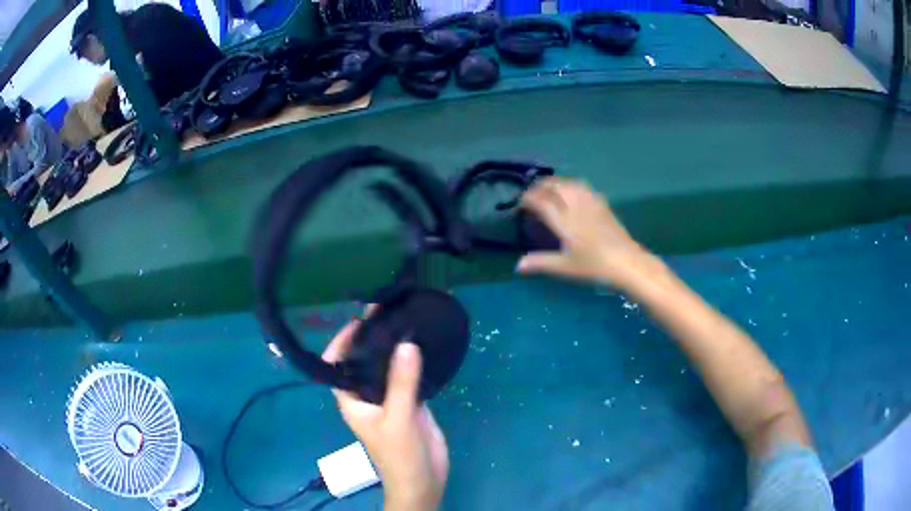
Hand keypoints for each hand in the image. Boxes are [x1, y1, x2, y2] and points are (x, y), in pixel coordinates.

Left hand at [323, 317, 448, 510]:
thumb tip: (406, 343)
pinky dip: (411, 361)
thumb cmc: (399, 454)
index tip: (358, 321)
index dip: (342, 343)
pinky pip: (407, 377)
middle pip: (363, 362)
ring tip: (403, 320)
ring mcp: (389, 399)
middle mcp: (366, 396)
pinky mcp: (409, 403)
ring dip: (392, 348)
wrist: (423, 480)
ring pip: (386, 368)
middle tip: (385, 312)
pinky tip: (421, 344)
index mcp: (352, 400)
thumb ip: (401, 384)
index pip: (336, 365)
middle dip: (370, 339)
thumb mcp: (398, 419)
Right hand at [517, 177, 650, 286]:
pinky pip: (583, 187)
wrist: (627, 262)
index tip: (520, 203)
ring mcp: (591, 203)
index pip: (542, 201)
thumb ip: (540, 263)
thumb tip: (518, 265)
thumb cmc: (594, 266)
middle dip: (540, 186)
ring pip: (569, 183)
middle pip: (555, 187)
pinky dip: (571, 185)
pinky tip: (572, 191)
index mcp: (564, 220)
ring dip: (555, 183)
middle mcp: (575, 206)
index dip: (528, 199)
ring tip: (549, 189)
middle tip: (532, 194)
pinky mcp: (602, 204)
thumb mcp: (565, 267)